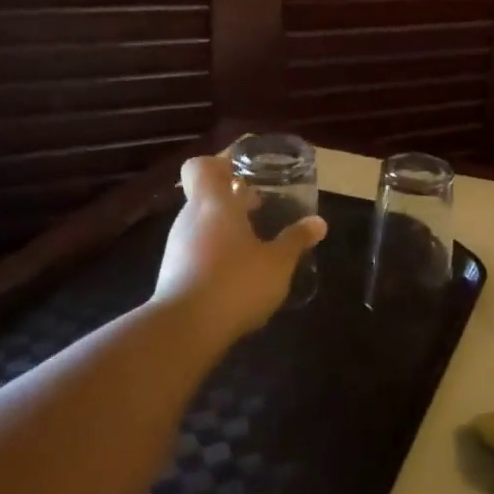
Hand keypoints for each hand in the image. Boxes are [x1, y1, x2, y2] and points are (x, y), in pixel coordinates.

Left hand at [150, 152, 326, 343]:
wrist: (184, 329)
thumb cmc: (236, 283)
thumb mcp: (278, 263)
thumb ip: (296, 240)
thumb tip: (319, 222)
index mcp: (214, 204)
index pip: (202, 167)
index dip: (220, 164)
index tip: (244, 172)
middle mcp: (190, 218)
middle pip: (206, 195)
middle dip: (233, 198)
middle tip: (262, 206)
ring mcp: (177, 245)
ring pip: (202, 223)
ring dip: (226, 226)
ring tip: (256, 241)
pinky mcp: (173, 272)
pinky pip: (197, 248)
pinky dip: (216, 250)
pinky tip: (239, 271)